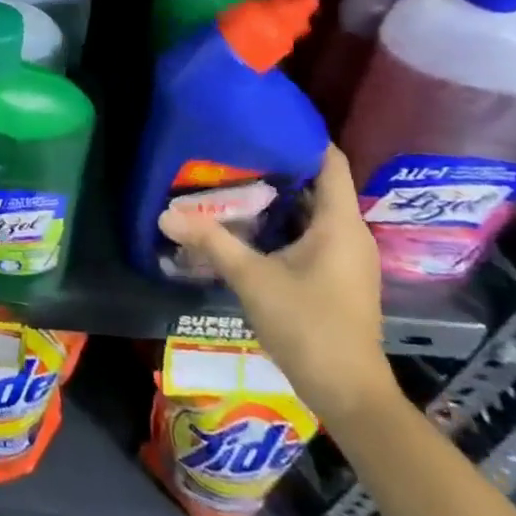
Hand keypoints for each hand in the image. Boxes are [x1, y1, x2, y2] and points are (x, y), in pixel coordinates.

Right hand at [158, 145, 398, 425]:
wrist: (349, 396)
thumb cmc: (309, 327)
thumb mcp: (252, 279)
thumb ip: (211, 242)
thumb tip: (165, 213)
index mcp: (340, 224)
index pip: (330, 161)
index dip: (302, 136)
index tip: (263, 119)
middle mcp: (350, 234)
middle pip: (318, 184)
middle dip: (278, 165)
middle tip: (234, 148)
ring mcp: (347, 258)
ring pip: (312, 211)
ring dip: (278, 196)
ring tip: (234, 179)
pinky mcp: (338, 277)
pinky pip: (311, 233)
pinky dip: (283, 223)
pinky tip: (249, 225)